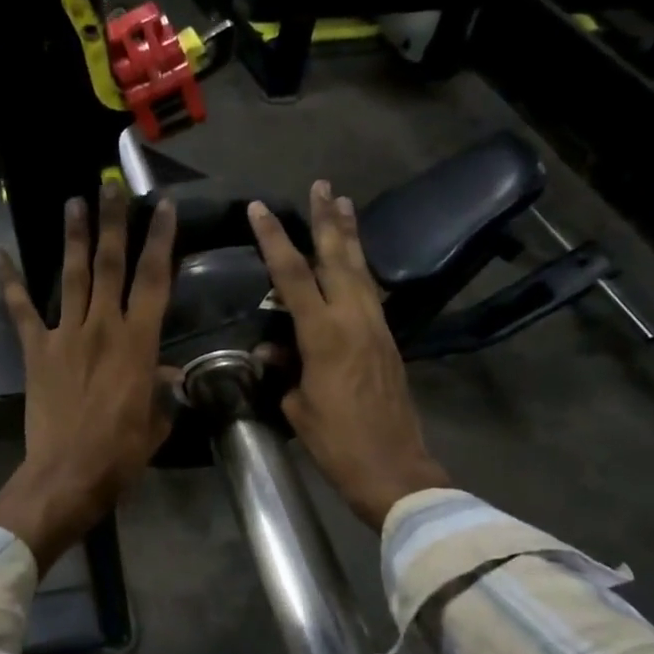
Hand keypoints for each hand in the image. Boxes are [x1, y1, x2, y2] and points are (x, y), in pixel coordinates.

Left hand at [0, 182, 178, 570]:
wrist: (67, 474)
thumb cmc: (120, 453)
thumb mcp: (155, 423)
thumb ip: (163, 393)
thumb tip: (169, 378)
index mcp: (139, 342)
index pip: (154, 279)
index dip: (161, 240)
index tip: (164, 207)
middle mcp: (103, 326)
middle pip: (110, 264)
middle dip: (114, 222)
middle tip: (112, 185)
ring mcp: (65, 334)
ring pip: (71, 275)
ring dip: (74, 237)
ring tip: (74, 202)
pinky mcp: (35, 350)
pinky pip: (21, 310)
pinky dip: (8, 282)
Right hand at [249, 182, 450, 529]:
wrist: (393, 468)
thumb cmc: (336, 442)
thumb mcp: (296, 407)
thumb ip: (282, 370)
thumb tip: (270, 349)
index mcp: (323, 333)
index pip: (292, 274)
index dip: (273, 239)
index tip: (260, 209)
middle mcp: (354, 319)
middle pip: (338, 257)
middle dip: (327, 219)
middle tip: (323, 185)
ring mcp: (376, 327)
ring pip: (361, 270)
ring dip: (351, 236)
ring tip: (345, 203)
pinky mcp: (388, 340)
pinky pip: (371, 292)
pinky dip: (360, 268)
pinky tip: (356, 261)